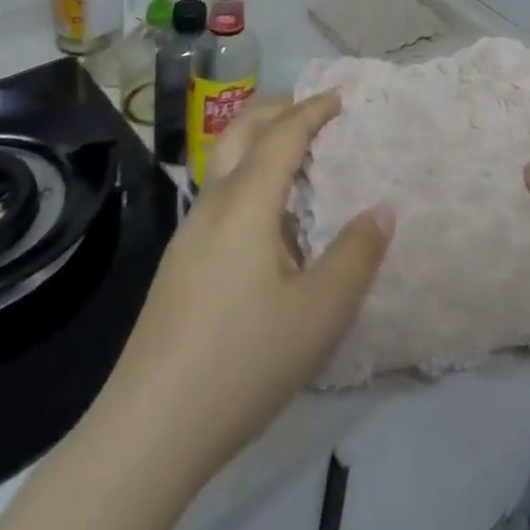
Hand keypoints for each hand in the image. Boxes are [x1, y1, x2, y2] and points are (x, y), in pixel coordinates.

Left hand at [112, 92, 394, 485]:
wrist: (146, 433)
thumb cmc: (241, 362)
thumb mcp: (319, 313)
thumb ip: (356, 256)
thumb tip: (382, 210)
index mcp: (246, 203)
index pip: (282, 134)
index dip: (314, 110)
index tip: (342, 97)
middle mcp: (213, 205)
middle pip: (241, 131)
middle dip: (279, 109)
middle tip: (316, 109)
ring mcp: (189, 235)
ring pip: (224, 161)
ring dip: (259, 140)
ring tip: (297, 156)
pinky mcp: (179, 265)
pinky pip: (219, 193)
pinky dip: (248, 174)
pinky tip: (268, 217)